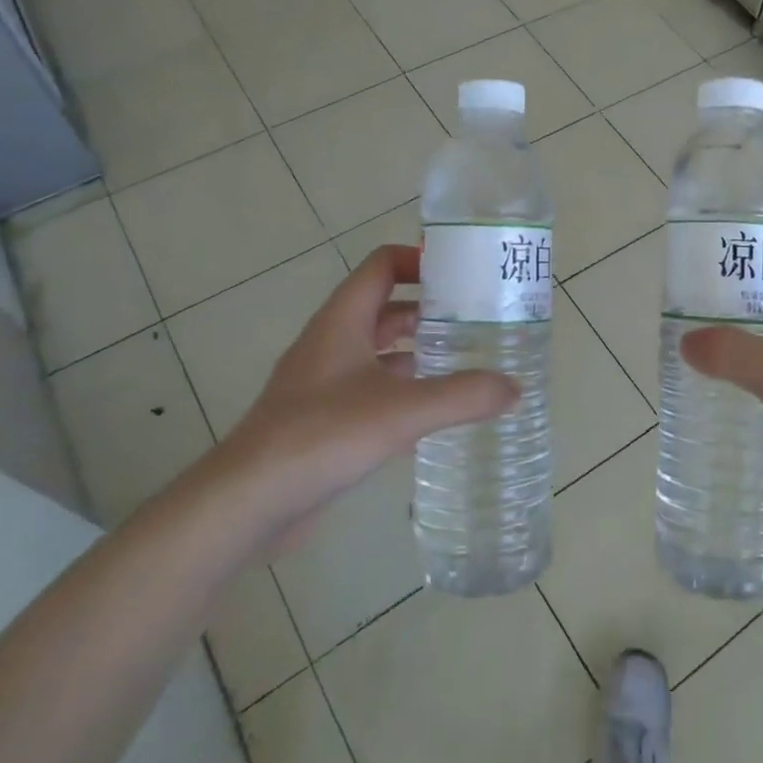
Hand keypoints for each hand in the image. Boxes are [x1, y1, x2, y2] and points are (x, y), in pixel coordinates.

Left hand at [202, 245, 516, 555]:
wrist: (247, 501)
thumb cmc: (321, 436)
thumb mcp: (401, 411)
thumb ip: (462, 396)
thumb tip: (515, 387)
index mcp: (343, 320)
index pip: (382, 265)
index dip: (420, 260)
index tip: (463, 274)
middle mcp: (332, 342)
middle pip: (385, 307)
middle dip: (430, 309)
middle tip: (477, 320)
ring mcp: (324, 382)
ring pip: (380, 351)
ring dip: (418, 351)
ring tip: (466, 362)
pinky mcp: (323, 418)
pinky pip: (372, 389)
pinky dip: (404, 390)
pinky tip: (433, 412)